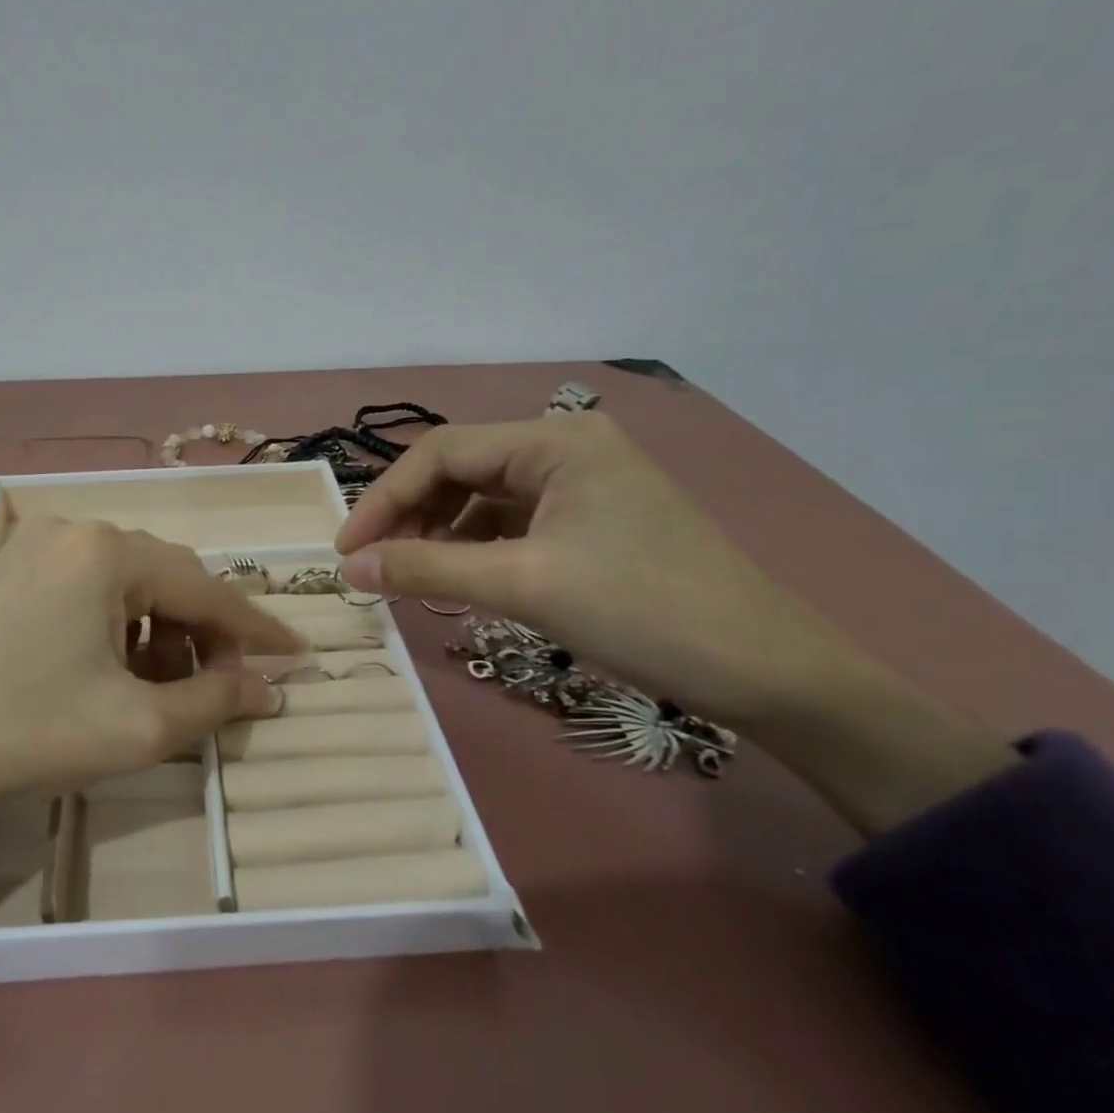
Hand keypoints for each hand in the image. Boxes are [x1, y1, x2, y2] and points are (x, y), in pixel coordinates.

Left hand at [0, 518, 300, 837]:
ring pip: (125, 585)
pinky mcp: (4, 575)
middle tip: (223, 685)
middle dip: (204, 634)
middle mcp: (73, 532)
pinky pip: (84, 592)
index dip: (256, 629)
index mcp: (110, 552)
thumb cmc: (23, 733)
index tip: (296, 657)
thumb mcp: (135, 728)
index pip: (208, 588)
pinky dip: (114, 628)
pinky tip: (109, 672)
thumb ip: (214, 702)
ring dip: (159, 632)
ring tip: (162, 689)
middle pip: (167, 579)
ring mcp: (31, 550)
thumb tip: (268, 688)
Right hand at [335, 412, 844, 728]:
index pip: (442, 453)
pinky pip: (512, 522)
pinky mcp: (592, 520)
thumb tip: (349, 568)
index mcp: (555, 441)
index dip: (384, 499)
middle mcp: (567, 447)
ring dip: (440, 533)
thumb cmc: (642, 611)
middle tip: (377, 566)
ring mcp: (583, 484)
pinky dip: (476, 547)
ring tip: (415, 576)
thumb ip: (426, 568)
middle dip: (411, 515)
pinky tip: (462, 579)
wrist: (766, 671)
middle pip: (461, 469)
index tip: (347, 551)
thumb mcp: (522, 586)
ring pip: (484, 497)